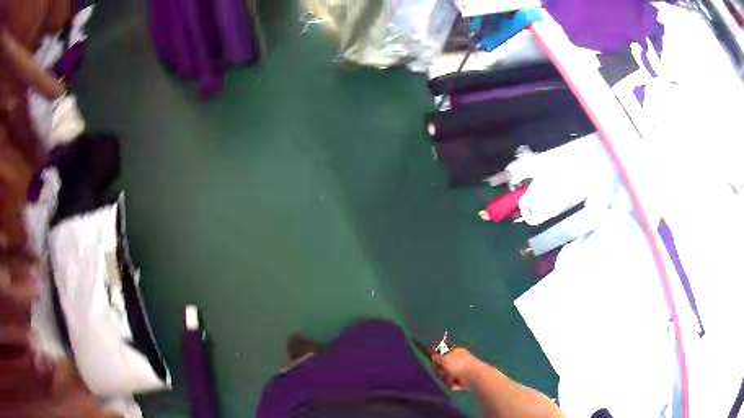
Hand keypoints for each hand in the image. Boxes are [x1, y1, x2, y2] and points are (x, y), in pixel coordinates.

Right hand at [432, 348, 484, 390]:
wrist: (476, 376)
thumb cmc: (459, 365)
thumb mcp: (445, 360)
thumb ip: (438, 358)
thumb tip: (433, 356)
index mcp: (456, 351)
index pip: (444, 354)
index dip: (439, 361)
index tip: (435, 365)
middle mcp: (461, 359)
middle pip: (447, 367)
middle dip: (444, 373)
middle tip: (444, 374)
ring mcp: (465, 369)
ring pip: (450, 376)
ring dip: (449, 380)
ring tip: (452, 381)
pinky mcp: (467, 378)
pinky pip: (457, 382)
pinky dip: (456, 384)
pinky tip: (458, 385)